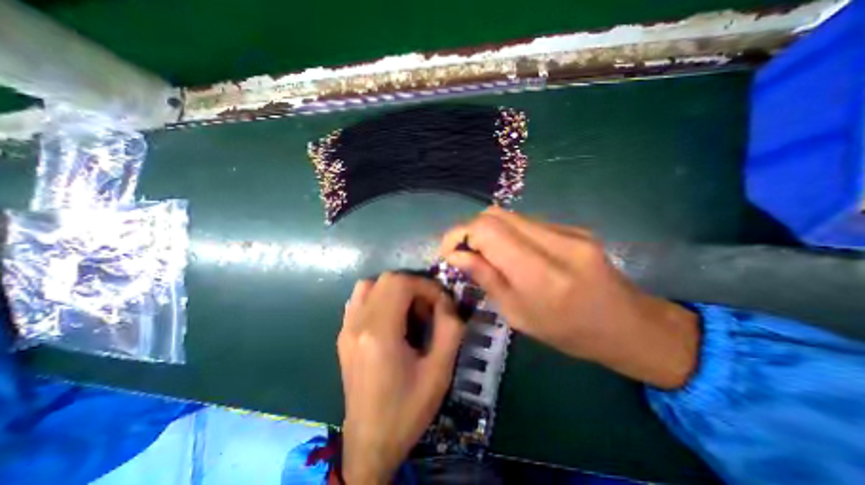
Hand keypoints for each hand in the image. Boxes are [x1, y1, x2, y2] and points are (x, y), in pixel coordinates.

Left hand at [338, 274, 466, 482]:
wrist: (369, 442)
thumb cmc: (407, 409)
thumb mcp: (440, 371)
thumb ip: (450, 329)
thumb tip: (446, 302)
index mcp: (380, 334)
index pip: (401, 283)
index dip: (425, 286)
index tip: (441, 303)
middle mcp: (357, 324)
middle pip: (386, 279)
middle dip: (413, 286)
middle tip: (427, 308)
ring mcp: (346, 328)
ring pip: (370, 285)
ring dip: (394, 290)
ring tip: (409, 311)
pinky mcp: (343, 335)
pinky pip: (360, 300)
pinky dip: (379, 297)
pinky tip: (391, 318)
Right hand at [441, 206, 697, 388]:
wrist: (628, 325)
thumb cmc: (568, 332)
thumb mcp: (517, 315)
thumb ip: (486, 278)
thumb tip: (455, 255)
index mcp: (540, 273)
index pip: (487, 229)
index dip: (459, 234)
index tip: (448, 251)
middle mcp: (555, 242)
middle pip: (495, 214)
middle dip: (470, 230)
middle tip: (465, 253)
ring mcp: (568, 230)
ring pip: (509, 215)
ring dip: (489, 231)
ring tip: (487, 254)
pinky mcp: (573, 227)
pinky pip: (527, 221)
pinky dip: (509, 233)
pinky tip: (513, 252)